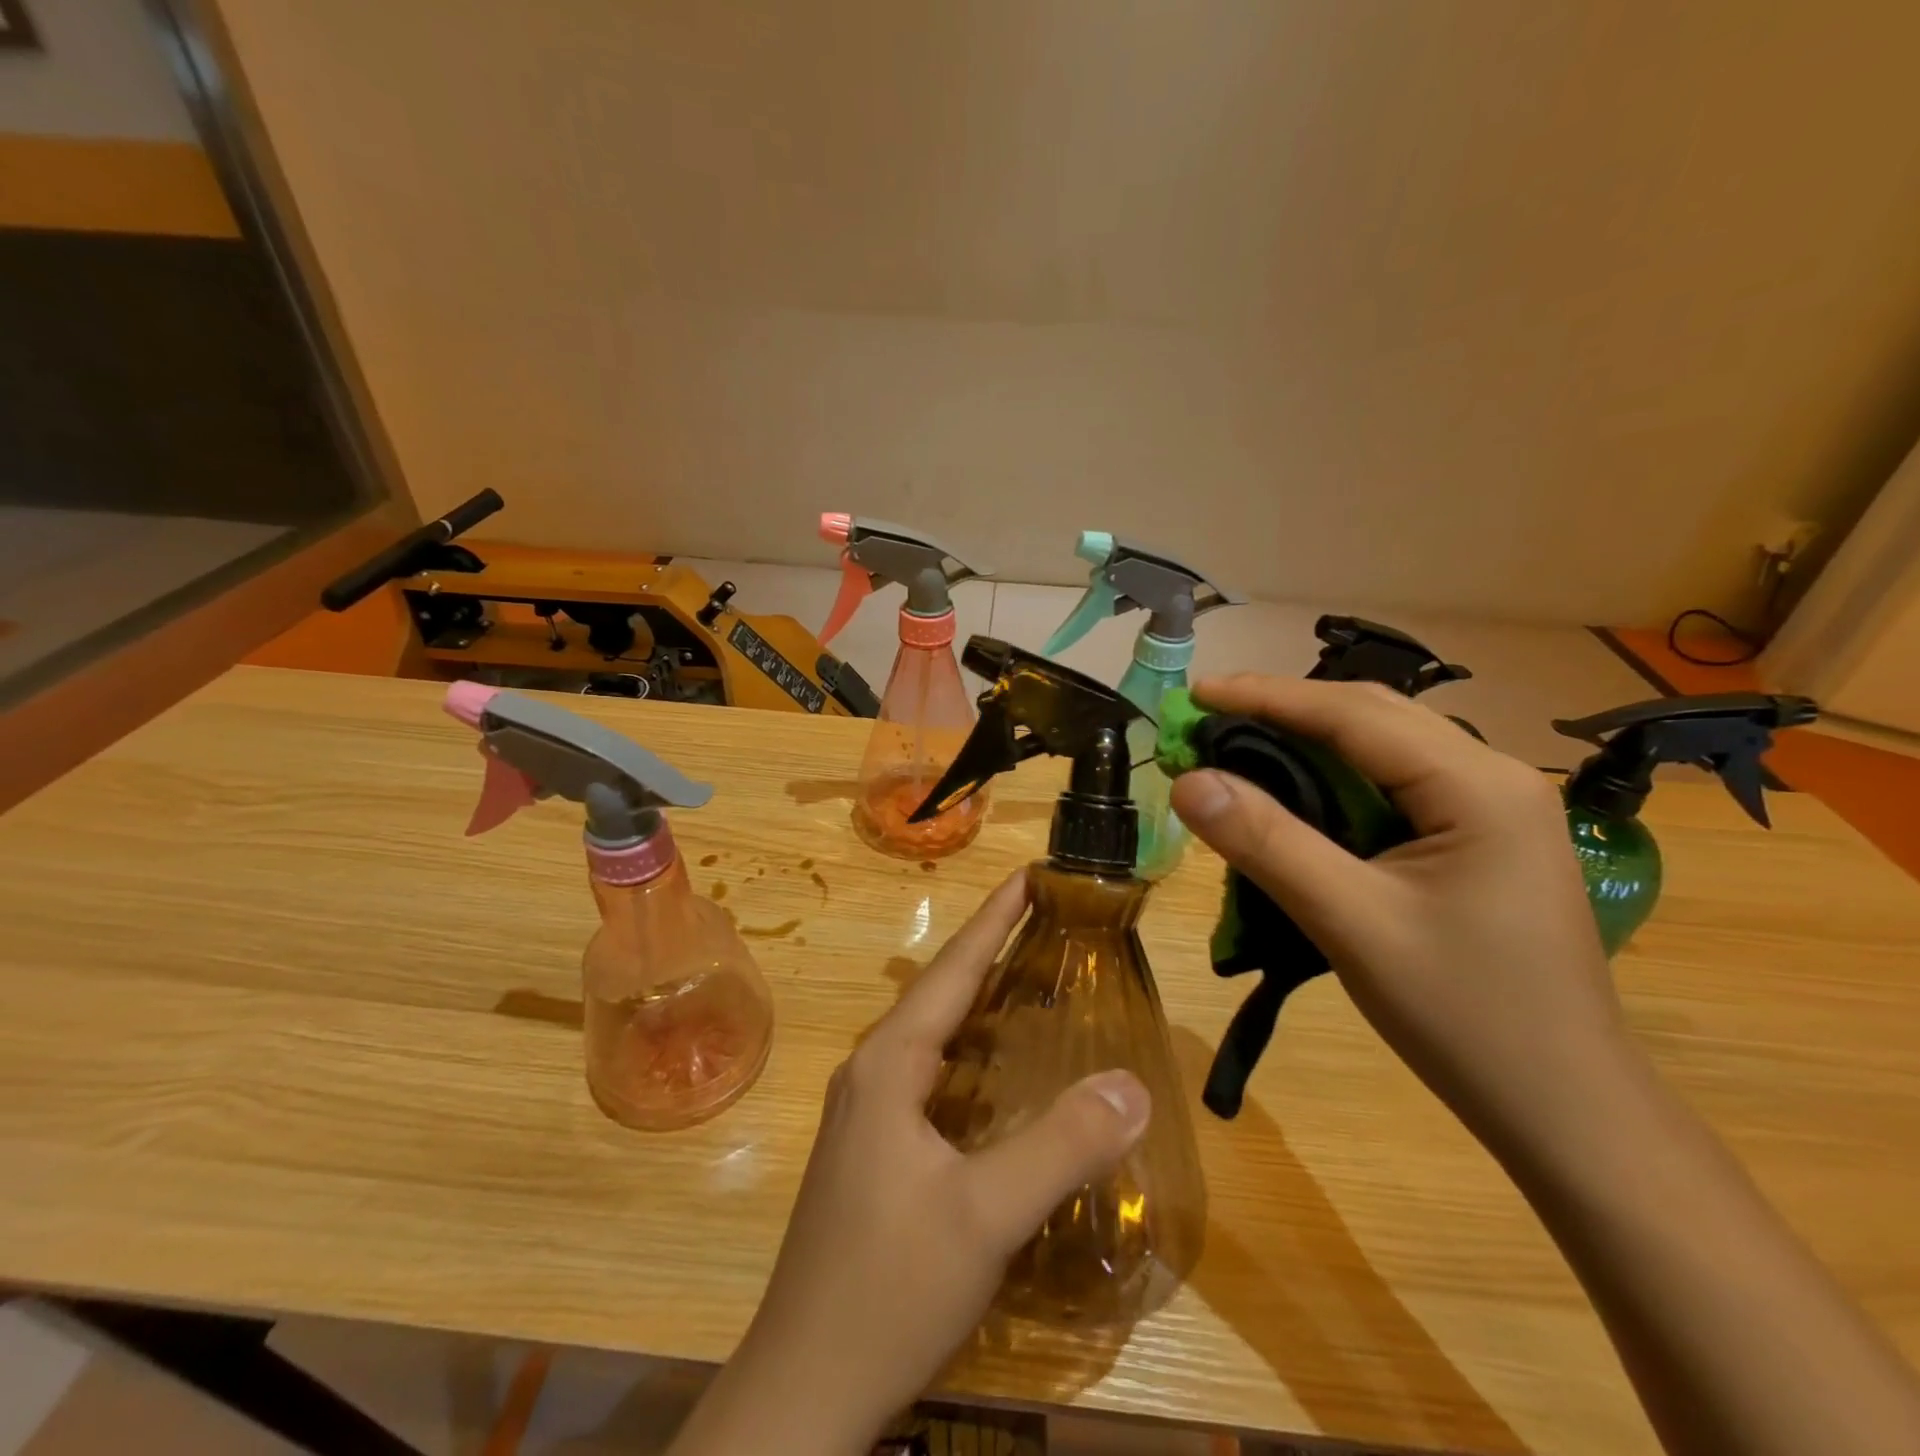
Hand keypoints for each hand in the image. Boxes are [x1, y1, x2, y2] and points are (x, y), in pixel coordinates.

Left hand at [670, 873, 1150, 1455]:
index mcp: (888, 1064)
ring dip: (980, 1004)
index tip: (1029, 875)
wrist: (803, 1390)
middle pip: (940, 995)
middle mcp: (871, 1073)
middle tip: (1048, 922)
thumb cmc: (889, 1287)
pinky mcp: (872, 1151)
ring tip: (1034, 981)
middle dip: (992, 953)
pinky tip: (1000, 1073)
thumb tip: (1133, 1083)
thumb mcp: (985, 1215)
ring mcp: (866, 1113)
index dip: (993, 920)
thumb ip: (1061, 1145)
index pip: (951, 970)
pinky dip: (971, 1055)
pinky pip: (930, 1077)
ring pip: (933, 1038)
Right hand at [1169, 676, 1634, 1149]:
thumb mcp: (1351, 923)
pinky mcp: (1481, 837)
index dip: (1265, 696)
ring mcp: (1494, 807)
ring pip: (1383, 748)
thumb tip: (1186, 781)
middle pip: (1372, 717)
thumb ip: (1267, 843)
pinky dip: (1334, 777)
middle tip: (1205, 718)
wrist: (1567, 1109)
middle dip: (1284, 709)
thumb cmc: (1466, 1016)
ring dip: (1308, 740)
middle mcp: (1494, 776)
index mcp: (1477, 784)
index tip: (1193, 693)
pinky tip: (1297, 794)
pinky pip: (1394, 784)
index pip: (1353, 714)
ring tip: (1237, 746)